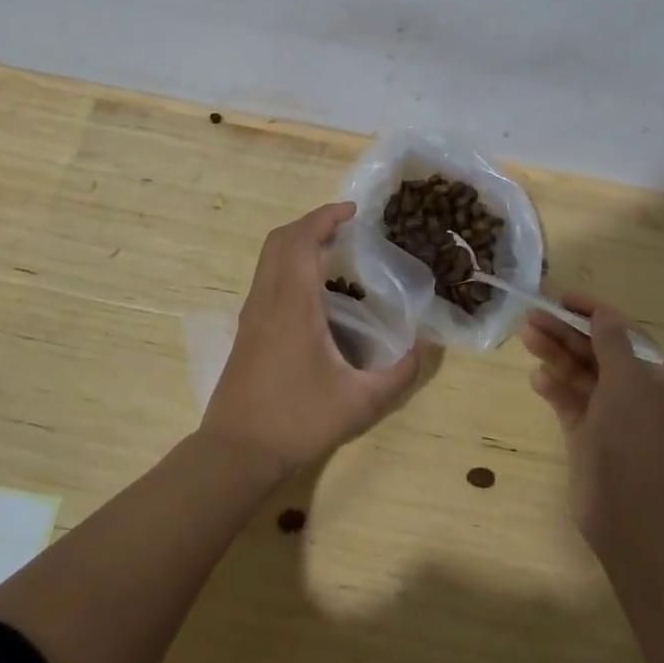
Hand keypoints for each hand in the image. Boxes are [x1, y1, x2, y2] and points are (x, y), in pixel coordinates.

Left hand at [202, 203, 422, 480]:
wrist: (236, 452)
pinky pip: (265, 276)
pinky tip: (312, 288)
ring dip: (297, 241)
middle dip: (311, 223)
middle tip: (345, 227)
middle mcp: (267, 298)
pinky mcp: (246, 328)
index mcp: (292, 304)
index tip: (352, 211)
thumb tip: (427, 347)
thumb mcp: (359, 403)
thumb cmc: (297, 421)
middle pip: (280, 239)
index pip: (301, 240)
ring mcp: (251, 312)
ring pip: (268, 256)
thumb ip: (399, 374)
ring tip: (332, 250)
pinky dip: (287, 262)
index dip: (325, 217)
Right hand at [519, 291, 663, 547]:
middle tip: (532, 315)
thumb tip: (602, 313)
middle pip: (598, 352)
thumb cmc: (634, 438)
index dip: (594, 313)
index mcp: (657, 379)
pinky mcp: (589, 438)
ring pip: (581, 376)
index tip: (563, 297)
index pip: (623, 334)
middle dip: (567, 332)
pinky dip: (554, 389)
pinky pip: (570, 403)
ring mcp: (611, 418)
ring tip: (527, 336)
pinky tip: (536, 379)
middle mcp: (636, 395)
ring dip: (556, 355)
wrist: (631, 513)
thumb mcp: (627, 380)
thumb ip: (611, 342)